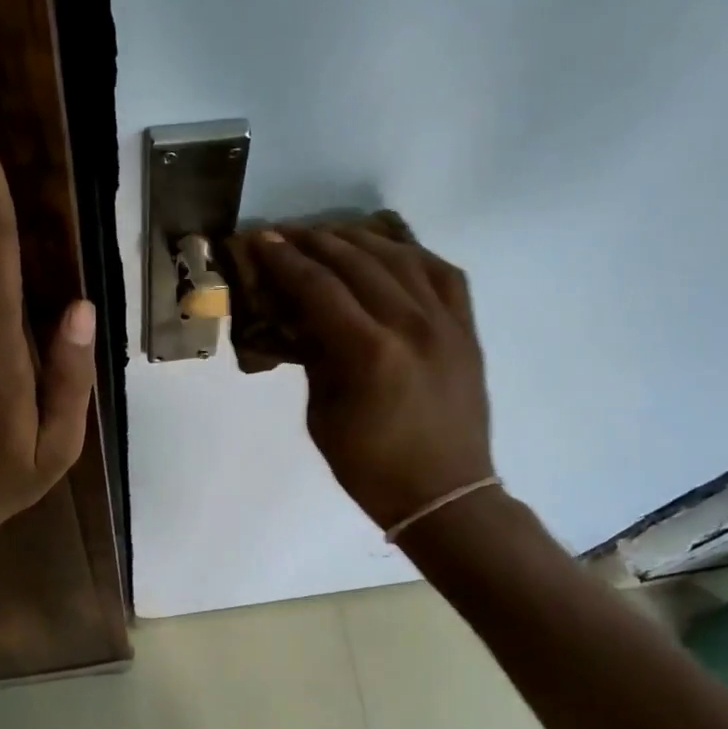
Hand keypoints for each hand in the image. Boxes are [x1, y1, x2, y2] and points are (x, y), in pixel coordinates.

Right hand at [251, 227, 493, 529]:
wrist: (445, 494)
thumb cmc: (371, 468)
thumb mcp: (323, 416)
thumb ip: (314, 358)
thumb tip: (301, 317)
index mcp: (369, 352)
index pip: (318, 287)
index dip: (284, 260)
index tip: (261, 239)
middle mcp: (411, 325)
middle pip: (357, 261)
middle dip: (315, 242)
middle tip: (286, 234)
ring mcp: (446, 323)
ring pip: (400, 257)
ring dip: (359, 240)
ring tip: (330, 236)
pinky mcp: (467, 329)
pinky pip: (443, 273)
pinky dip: (411, 255)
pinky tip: (390, 251)